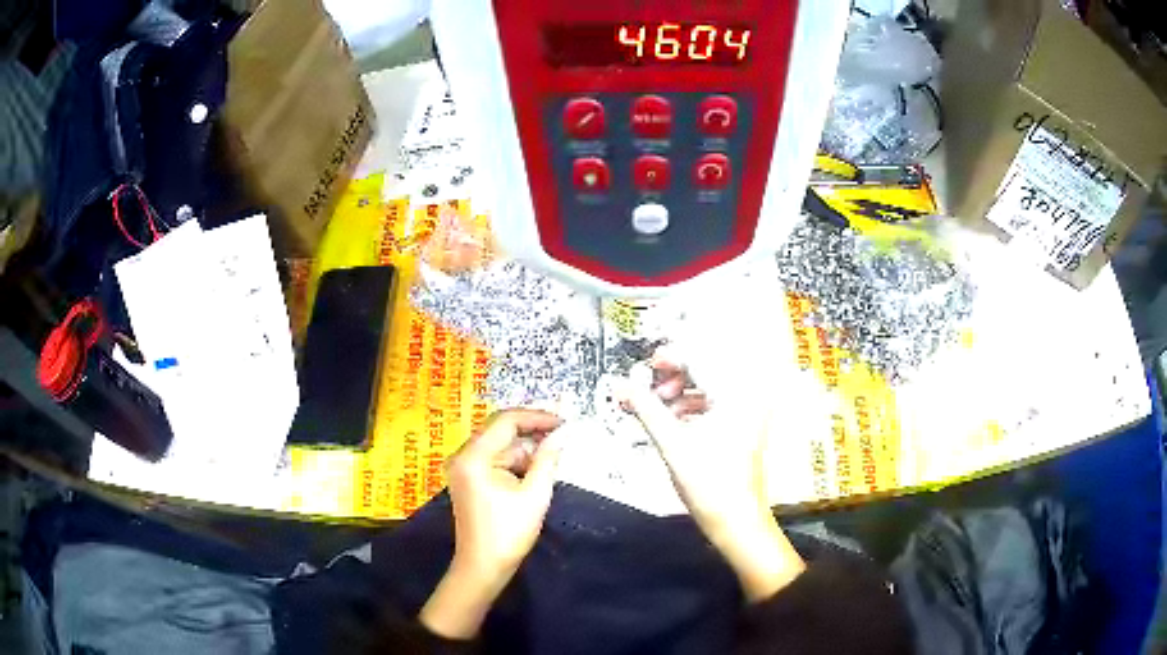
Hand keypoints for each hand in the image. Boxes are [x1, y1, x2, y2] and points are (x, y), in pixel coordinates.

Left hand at [420, 409, 563, 638]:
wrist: (483, 567)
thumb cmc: (508, 533)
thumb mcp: (535, 495)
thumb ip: (548, 459)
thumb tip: (562, 433)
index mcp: (474, 457)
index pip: (506, 421)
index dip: (537, 418)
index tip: (564, 423)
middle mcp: (463, 456)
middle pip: (500, 430)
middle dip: (532, 432)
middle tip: (563, 435)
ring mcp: (463, 467)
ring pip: (500, 445)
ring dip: (526, 449)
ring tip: (554, 456)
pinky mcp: (469, 479)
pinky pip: (495, 459)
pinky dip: (516, 461)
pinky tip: (537, 470)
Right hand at [621, 350, 804, 601]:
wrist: (738, 522)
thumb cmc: (710, 485)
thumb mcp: (672, 444)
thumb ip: (646, 409)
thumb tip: (622, 385)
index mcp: (736, 395)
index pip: (701, 359)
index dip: (670, 357)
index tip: (647, 364)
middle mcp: (747, 397)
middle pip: (706, 369)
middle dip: (674, 375)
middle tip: (648, 385)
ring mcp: (747, 413)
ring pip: (709, 387)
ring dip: (680, 392)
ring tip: (657, 407)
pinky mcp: (742, 427)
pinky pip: (714, 403)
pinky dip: (691, 407)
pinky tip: (672, 421)